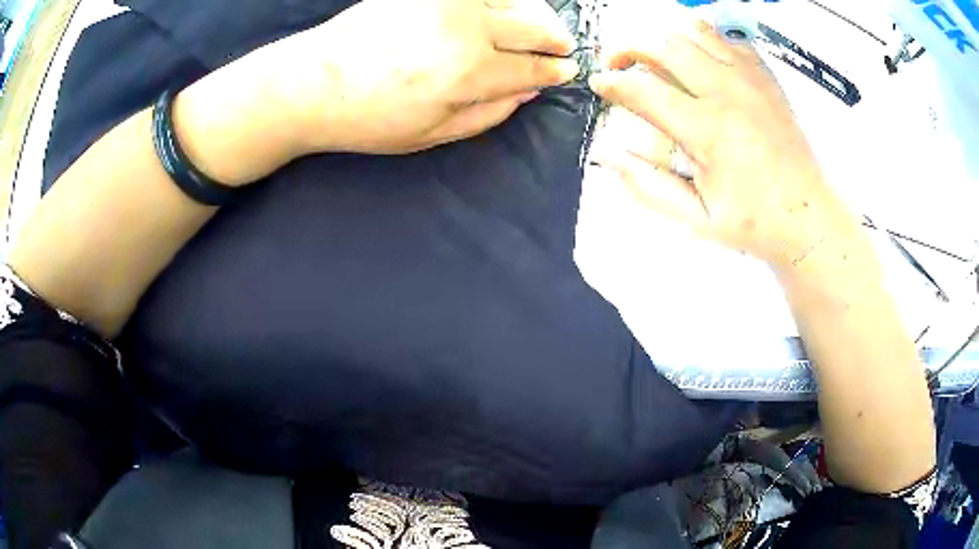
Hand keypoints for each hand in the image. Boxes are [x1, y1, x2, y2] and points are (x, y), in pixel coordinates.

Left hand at [266, 0, 579, 154]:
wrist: (311, 83)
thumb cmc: (367, 118)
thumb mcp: (432, 134)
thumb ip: (488, 113)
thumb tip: (527, 91)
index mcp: (470, 73)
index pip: (532, 68)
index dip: (554, 70)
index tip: (566, 69)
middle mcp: (467, 29)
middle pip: (533, 27)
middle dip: (554, 38)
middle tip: (561, 44)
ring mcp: (445, 1)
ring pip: (512, 0)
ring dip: (533, 14)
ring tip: (536, 25)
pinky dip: (498, 0)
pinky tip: (499, 9)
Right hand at [588, 21, 860, 270]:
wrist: (808, 216)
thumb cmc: (755, 222)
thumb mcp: (696, 218)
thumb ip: (648, 185)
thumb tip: (607, 156)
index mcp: (707, 131)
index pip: (643, 89)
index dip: (612, 83)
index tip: (599, 83)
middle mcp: (727, 94)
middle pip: (665, 47)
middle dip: (633, 50)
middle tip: (623, 67)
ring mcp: (750, 81)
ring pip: (694, 34)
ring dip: (669, 45)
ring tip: (661, 64)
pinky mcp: (766, 78)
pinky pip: (728, 40)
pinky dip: (707, 43)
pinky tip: (703, 65)